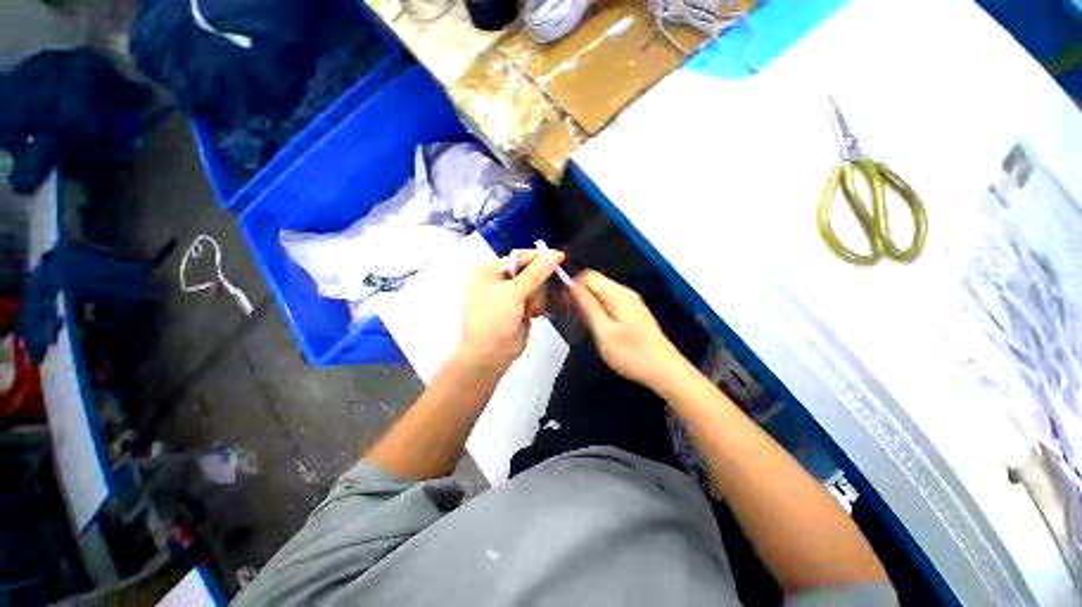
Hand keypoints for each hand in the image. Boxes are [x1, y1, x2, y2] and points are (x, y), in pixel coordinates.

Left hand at [457, 249, 564, 372]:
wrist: (490, 356)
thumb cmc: (493, 320)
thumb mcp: (512, 294)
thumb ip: (535, 274)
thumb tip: (554, 254)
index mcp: (491, 271)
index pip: (519, 257)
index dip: (539, 258)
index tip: (559, 257)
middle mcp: (501, 280)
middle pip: (531, 272)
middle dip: (535, 286)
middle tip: (530, 298)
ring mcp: (512, 295)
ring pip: (537, 287)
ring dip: (536, 299)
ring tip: (527, 311)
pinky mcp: (522, 308)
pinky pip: (538, 299)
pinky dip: (537, 306)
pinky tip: (531, 315)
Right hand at [570, 270, 687, 391]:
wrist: (664, 371)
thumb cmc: (631, 353)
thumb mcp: (604, 331)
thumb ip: (587, 305)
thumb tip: (572, 285)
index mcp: (617, 293)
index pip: (588, 275)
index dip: (572, 284)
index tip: (562, 303)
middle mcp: (624, 293)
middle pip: (595, 283)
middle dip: (579, 294)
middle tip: (569, 315)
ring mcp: (630, 303)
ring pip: (601, 294)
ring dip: (587, 303)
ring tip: (579, 322)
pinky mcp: (632, 313)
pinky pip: (609, 303)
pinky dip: (598, 310)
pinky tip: (595, 325)